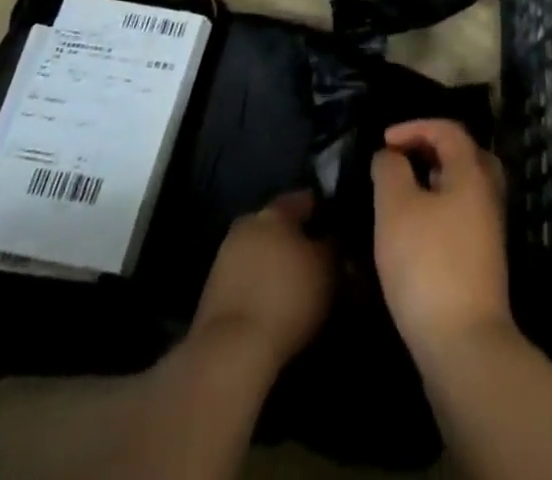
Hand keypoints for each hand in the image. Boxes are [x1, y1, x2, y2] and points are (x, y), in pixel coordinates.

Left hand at [191, 190, 334, 368]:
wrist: (229, 352)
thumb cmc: (286, 298)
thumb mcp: (327, 269)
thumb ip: (333, 245)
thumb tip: (332, 238)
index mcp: (274, 210)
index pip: (306, 199)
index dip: (325, 213)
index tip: (339, 231)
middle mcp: (248, 223)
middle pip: (279, 224)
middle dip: (298, 239)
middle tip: (318, 261)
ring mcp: (225, 255)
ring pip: (261, 250)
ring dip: (276, 263)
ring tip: (297, 287)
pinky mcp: (212, 289)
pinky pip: (246, 276)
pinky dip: (260, 284)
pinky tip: (273, 303)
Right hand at [372, 119, 511, 359]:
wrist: (464, 344)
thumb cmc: (427, 264)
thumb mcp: (396, 209)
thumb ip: (390, 171)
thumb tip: (390, 155)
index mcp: (473, 172)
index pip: (448, 130)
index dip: (415, 127)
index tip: (384, 141)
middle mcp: (488, 194)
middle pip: (465, 154)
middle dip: (431, 149)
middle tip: (401, 159)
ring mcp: (489, 229)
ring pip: (465, 187)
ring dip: (435, 180)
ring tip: (403, 192)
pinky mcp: (483, 260)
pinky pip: (462, 214)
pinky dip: (440, 206)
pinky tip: (416, 229)